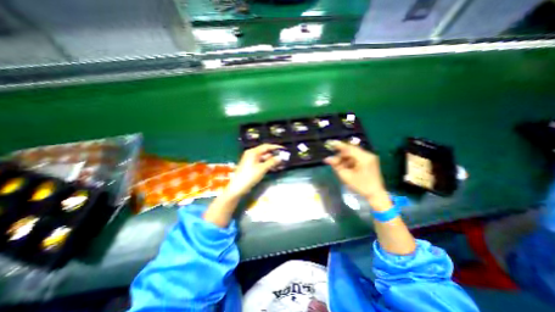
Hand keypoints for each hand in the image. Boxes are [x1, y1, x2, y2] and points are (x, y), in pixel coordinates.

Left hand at [223, 143, 281, 196]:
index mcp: (253, 152)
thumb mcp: (262, 169)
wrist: (237, 188)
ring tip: (281, 163)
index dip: (275, 147)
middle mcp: (251, 154)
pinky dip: (267, 164)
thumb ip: (272, 162)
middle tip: (283, 157)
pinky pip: (261, 162)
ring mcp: (251, 160)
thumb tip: (280, 157)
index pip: (266, 146)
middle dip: (274, 154)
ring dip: (272, 160)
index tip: (284, 149)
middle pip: (265, 152)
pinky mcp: (251, 166)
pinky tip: (274, 167)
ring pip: (264, 158)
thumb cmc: (249, 176)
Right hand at [326, 141, 389, 208]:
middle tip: (332, 161)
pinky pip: (356, 157)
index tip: (329, 143)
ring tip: (339, 165)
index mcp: (364, 158)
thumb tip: (327, 159)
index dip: (338, 145)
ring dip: (344, 158)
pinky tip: (346, 166)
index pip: (349, 148)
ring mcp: (370, 157)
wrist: (375, 194)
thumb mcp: (346, 176)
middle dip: (340, 155)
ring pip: (353, 153)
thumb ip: (336, 166)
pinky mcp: (369, 160)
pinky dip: (349, 160)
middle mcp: (368, 155)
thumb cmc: (361, 186)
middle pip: (350, 150)